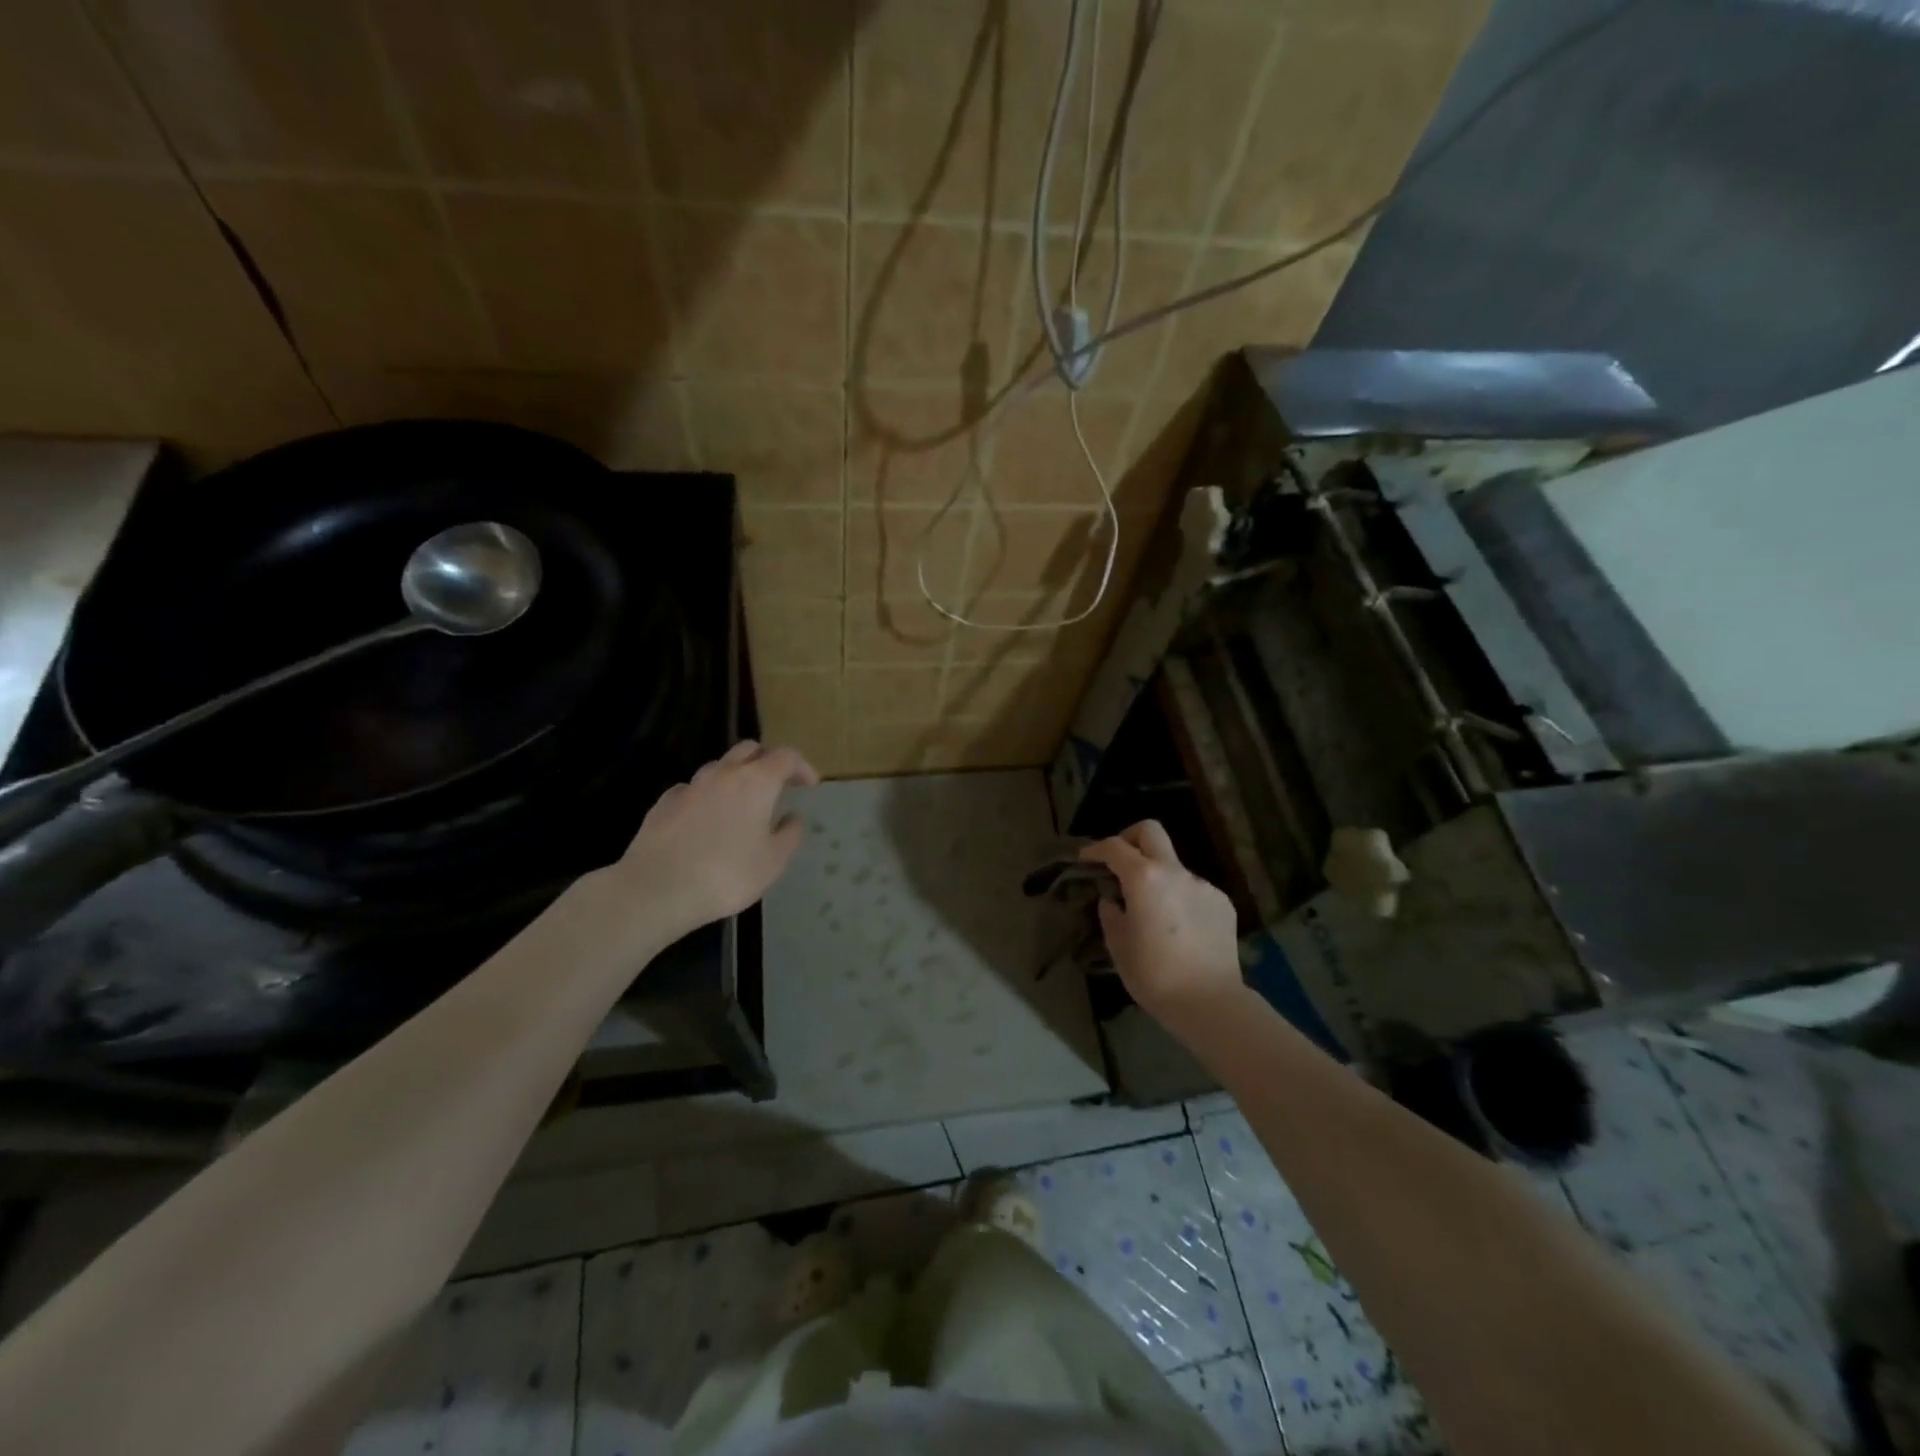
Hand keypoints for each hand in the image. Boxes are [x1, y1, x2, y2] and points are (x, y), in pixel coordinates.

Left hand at [616, 740, 819, 930]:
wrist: (657, 889)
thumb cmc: (727, 875)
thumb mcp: (773, 862)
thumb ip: (789, 835)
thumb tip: (792, 818)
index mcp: (756, 782)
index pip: (786, 756)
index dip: (802, 767)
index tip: (809, 784)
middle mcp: (723, 773)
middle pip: (750, 749)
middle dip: (767, 761)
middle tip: (777, 784)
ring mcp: (690, 785)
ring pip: (719, 767)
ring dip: (736, 777)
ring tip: (741, 804)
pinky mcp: (664, 802)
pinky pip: (693, 789)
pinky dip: (707, 796)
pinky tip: (706, 819)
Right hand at [1080, 821, 1242, 1029]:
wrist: (1209, 1002)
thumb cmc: (1154, 975)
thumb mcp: (1118, 945)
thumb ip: (1111, 914)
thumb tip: (1113, 900)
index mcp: (1144, 878)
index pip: (1114, 847)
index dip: (1096, 849)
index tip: (1086, 858)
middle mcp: (1175, 872)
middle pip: (1151, 831)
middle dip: (1130, 838)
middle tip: (1119, 861)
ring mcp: (1203, 885)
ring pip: (1174, 866)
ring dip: (1158, 877)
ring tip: (1152, 910)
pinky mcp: (1222, 903)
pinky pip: (1193, 890)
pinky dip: (1180, 898)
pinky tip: (1179, 928)